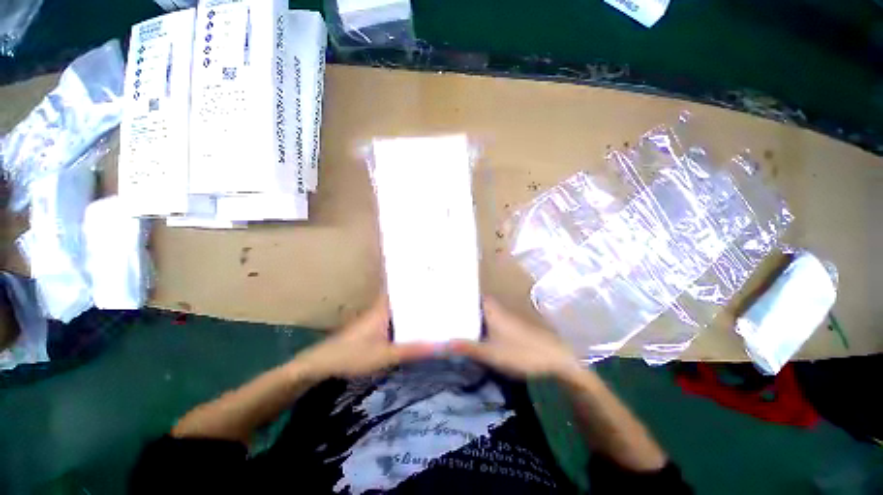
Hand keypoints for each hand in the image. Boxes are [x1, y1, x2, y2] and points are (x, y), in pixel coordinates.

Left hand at [295, 294, 436, 379]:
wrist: (323, 363)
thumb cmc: (353, 355)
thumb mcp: (386, 355)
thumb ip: (412, 350)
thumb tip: (439, 345)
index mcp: (384, 307)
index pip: (403, 288)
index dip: (418, 282)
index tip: (435, 277)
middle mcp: (381, 307)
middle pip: (404, 296)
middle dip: (421, 294)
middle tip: (441, 292)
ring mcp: (376, 316)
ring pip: (399, 307)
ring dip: (413, 306)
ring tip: (435, 305)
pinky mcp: (373, 326)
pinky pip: (395, 317)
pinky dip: (406, 318)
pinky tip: (416, 324)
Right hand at [449, 297, 581, 379]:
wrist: (554, 359)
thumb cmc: (522, 352)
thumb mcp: (491, 353)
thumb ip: (467, 348)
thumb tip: (441, 343)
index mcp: (492, 310)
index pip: (472, 294)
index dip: (459, 293)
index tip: (444, 295)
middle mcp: (497, 310)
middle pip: (475, 303)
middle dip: (462, 305)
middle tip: (444, 309)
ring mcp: (505, 319)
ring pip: (482, 313)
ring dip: (470, 315)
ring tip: (452, 320)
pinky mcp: (510, 329)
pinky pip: (489, 322)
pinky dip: (479, 325)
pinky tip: (472, 334)